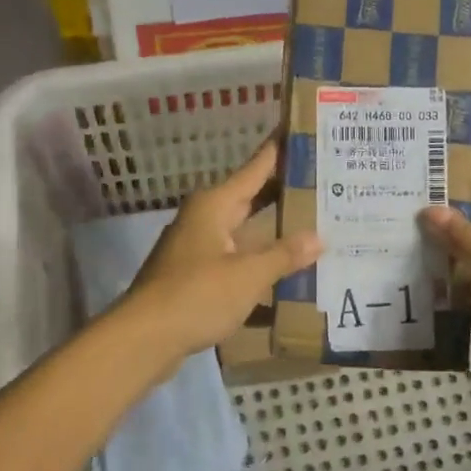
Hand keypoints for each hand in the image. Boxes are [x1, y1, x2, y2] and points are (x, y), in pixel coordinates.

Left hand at [120, 140, 321, 364]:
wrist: (144, 338)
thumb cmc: (197, 295)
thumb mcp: (248, 274)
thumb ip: (284, 255)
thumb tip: (318, 237)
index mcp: (215, 205)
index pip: (256, 167)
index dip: (280, 150)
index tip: (304, 131)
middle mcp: (205, 218)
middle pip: (251, 197)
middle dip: (285, 191)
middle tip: (325, 181)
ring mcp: (199, 247)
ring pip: (245, 229)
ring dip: (274, 229)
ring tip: (316, 223)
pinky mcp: (197, 275)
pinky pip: (237, 257)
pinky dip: (260, 259)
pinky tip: (286, 269)